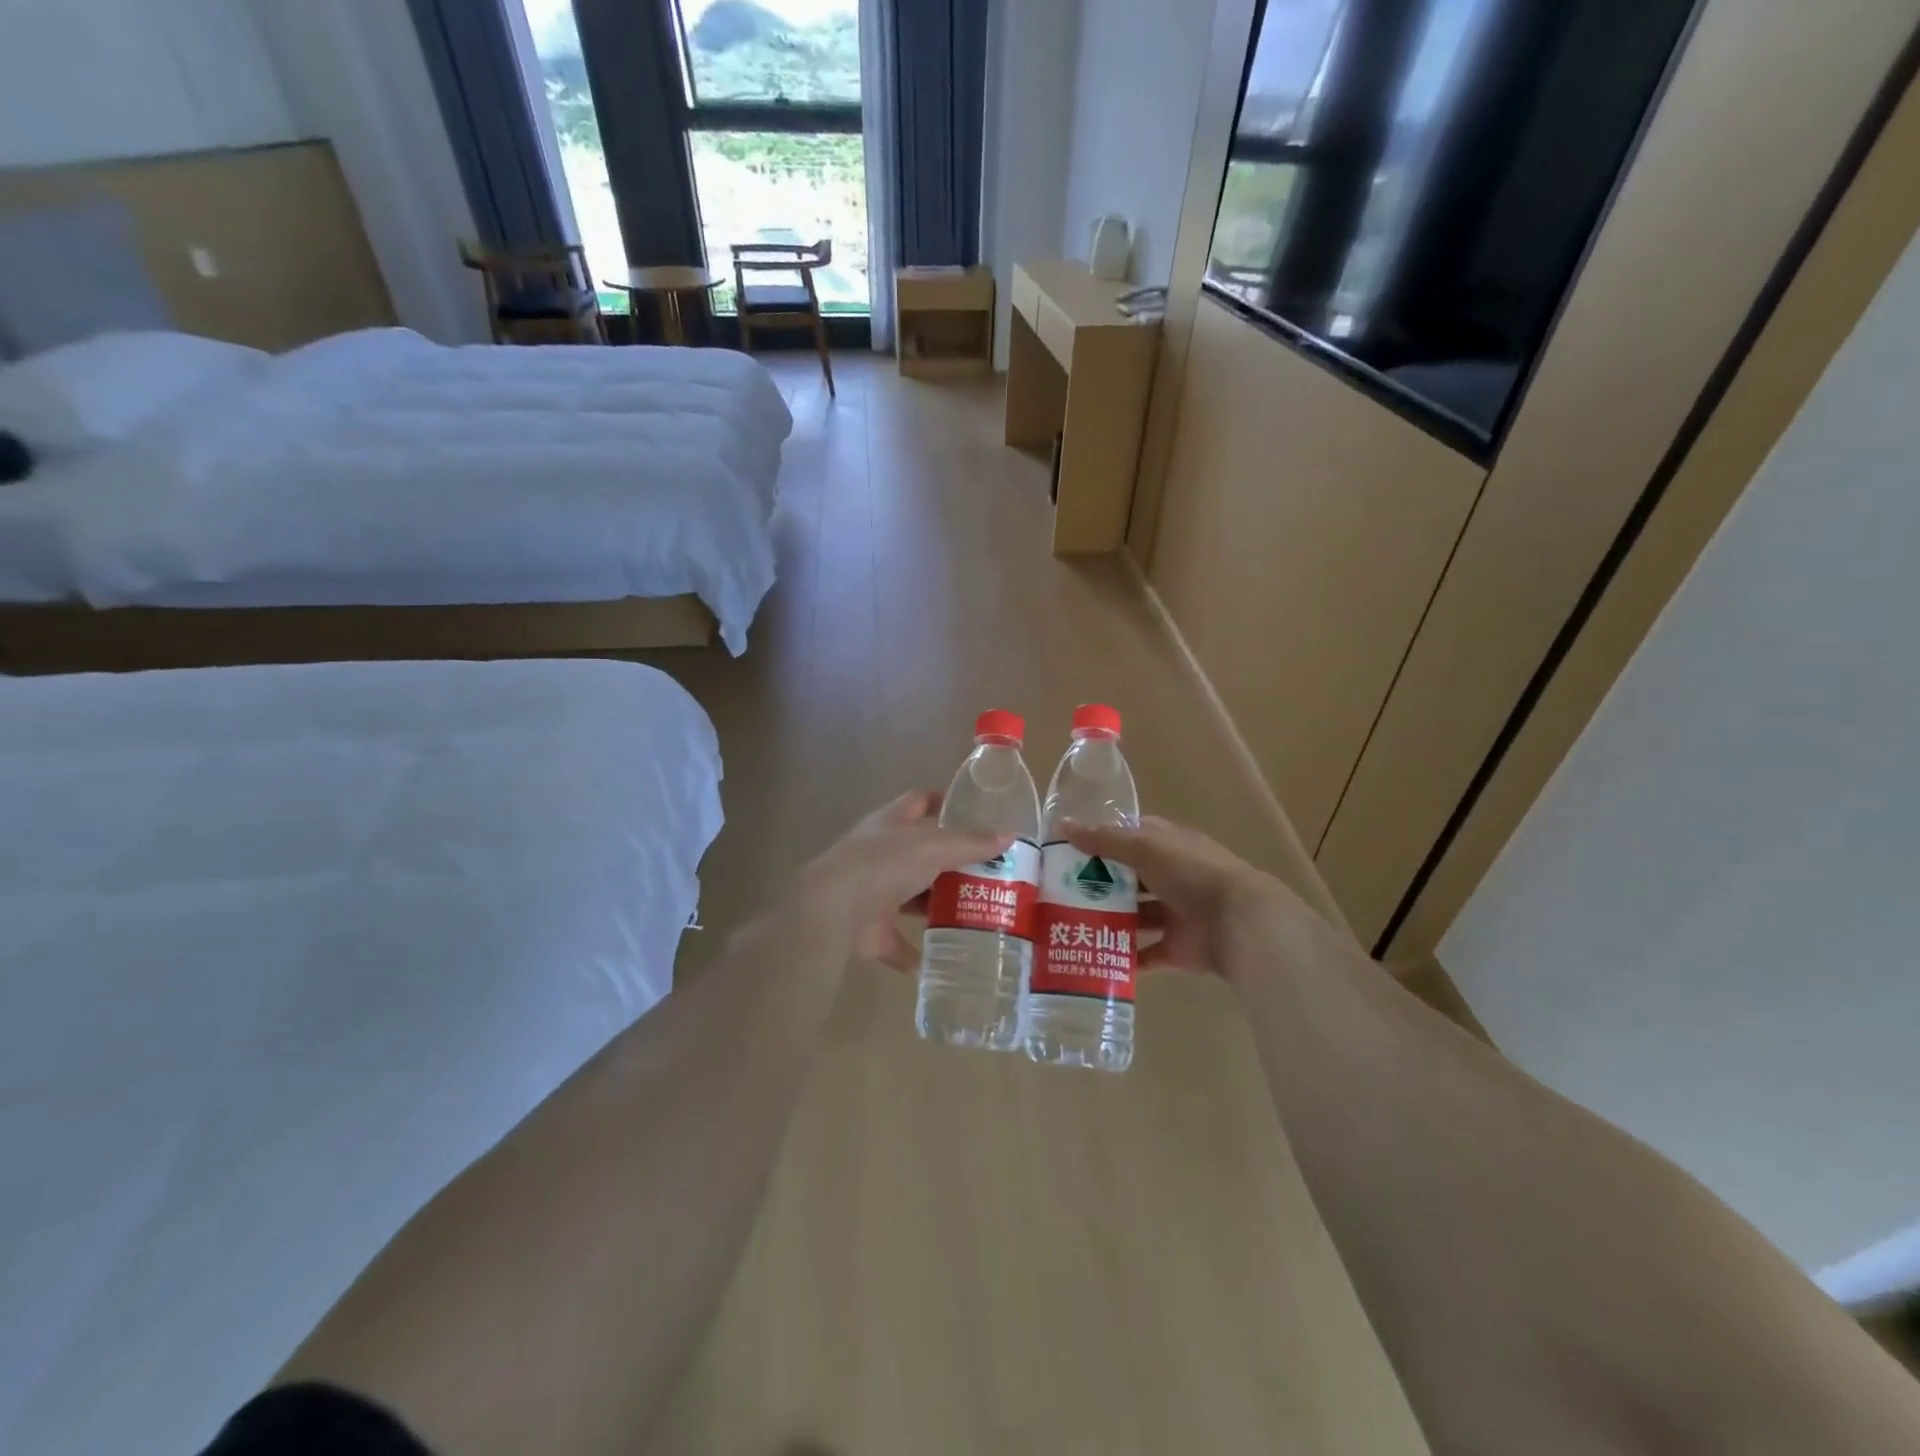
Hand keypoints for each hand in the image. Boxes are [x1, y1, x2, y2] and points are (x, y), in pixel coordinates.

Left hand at [788, 792, 1009, 970]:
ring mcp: (872, 893)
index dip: (943, 803)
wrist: (833, 912)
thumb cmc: (883, 864)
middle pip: (921, 854)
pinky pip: (898, 944)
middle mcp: (880, 855)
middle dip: (951, 863)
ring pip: (911, 898)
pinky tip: (942, 962)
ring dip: (936, 907)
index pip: (919, 802)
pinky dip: (916, 955)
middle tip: (990, 874)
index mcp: (891, 824)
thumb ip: (970, 844)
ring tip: (977, 915)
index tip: (973, 813)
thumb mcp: (933, 847)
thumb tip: (1010, 835)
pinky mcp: (870, 931)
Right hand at [1063, 816, 1293, 980]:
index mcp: (1167, 845)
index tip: (1068, 851)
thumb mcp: (1144, 848)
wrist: (1239, 922)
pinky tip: (1095, 958)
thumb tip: (1061, 825)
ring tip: (1070, 925)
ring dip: (1109, 920)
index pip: (1130, 837)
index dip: (1101, 841)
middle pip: (1129, 878)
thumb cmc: (1191, 873)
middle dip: (1099, 884)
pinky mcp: (1177, 947)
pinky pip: (1146, 953)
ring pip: (1135, 916)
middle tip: (1059, 892)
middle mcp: (1171, 876)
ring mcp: (1175, 912)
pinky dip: (1125, 957)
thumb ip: (1103, 839)